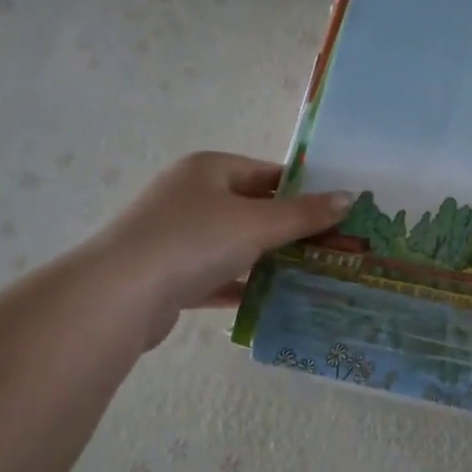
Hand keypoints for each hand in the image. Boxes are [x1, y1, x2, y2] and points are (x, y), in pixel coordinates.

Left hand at [86, 153, 348, 347]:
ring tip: (312, 275)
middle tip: (333, 247)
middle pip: (252, 209)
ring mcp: (179, 236)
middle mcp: (191, 196)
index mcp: (209, 170)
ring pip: (236, 245)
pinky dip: (243, 286)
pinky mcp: (172, 275)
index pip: (267, 173)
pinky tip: (274, 301)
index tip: (338, 213)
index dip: (303, 191)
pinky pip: (218, 276)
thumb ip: (303, 214)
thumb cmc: (192, 241)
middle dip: (290, 229)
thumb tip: (349, 197)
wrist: (122, 294)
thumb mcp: (256, 224)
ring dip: (269, 259)